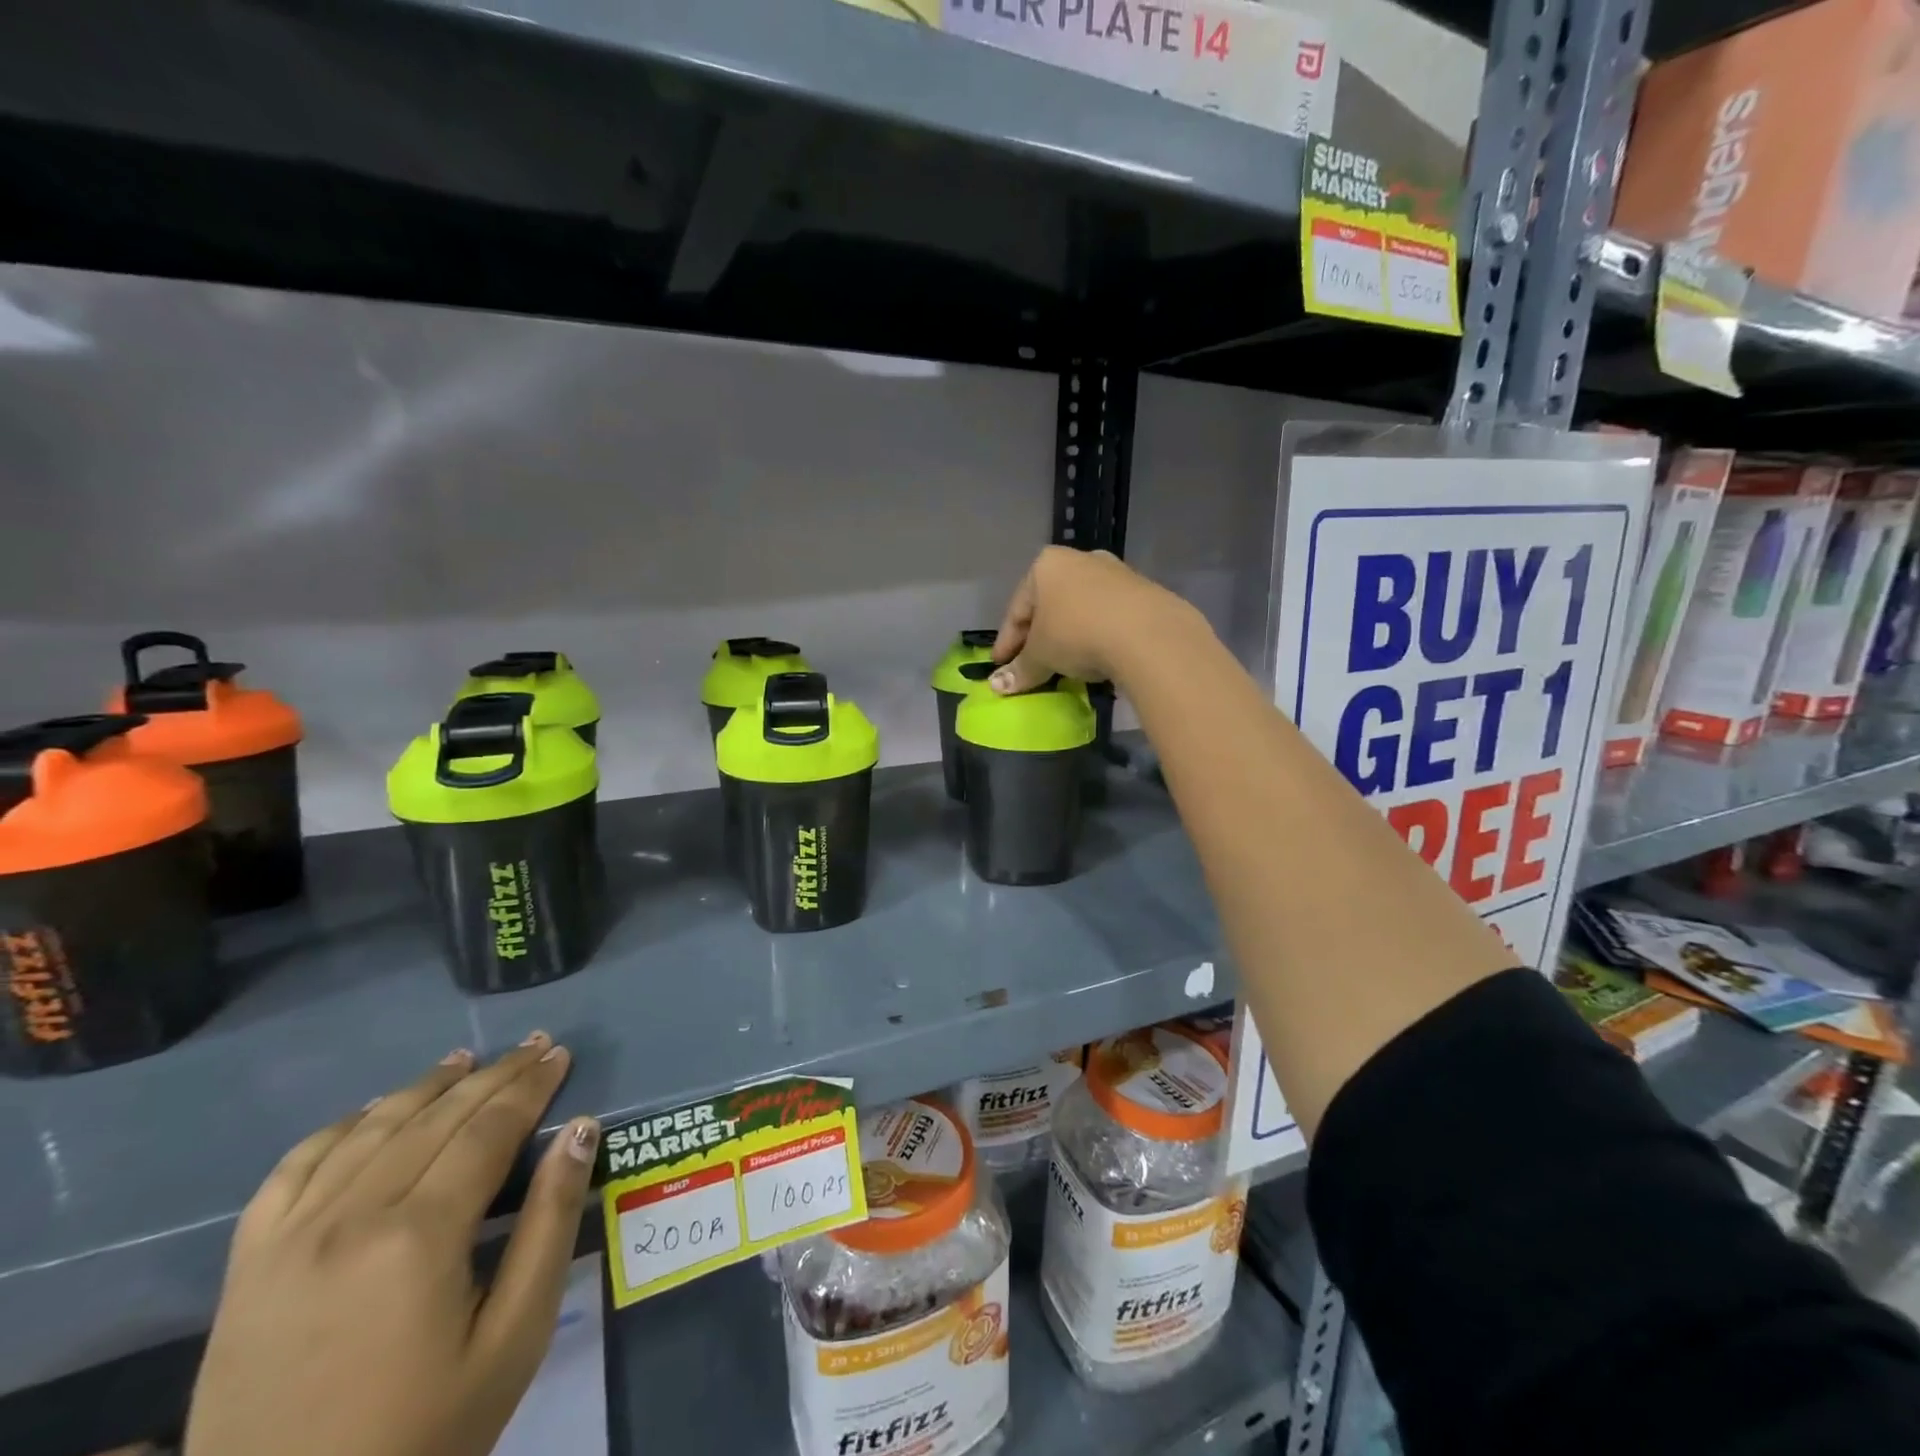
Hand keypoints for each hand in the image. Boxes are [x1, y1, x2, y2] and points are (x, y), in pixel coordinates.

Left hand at [185, 1034, 599, 1455]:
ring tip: (465, 1059)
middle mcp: (349, 1220)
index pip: (489, 1129)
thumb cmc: (425, 1435)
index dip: (530, 1087)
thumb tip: (580, 1130)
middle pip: (436, 1119)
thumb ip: (550, 1222)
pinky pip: (292, 1170)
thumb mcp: (515, 1336)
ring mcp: (287, 1242)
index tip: (561, 1055)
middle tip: (534, 1045)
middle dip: (494, 1075)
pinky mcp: (246, 1269)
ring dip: (424, 1087)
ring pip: (369, 1131)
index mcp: (418, 1237)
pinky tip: (372, 1112)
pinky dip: (340, 1127)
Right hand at [990, 546, 1199, 693]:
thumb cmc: (1077, 633)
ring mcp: (1115, 573)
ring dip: (1069, 635)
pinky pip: (1107, 616)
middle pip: (1049, 605)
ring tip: (1064, 663)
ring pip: (1080, 609)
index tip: (1001, 666)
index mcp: (1046, 565)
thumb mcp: (1041, 655)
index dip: (1006, 642)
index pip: (1017, 609)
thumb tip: (996, 686)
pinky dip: (1096, 635)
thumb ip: (1020, 669)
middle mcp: (1080, 560)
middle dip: (1038, 636)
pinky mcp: (1143, 591)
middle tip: (1031, 665)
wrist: (1147, 633)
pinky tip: (1096, 656)